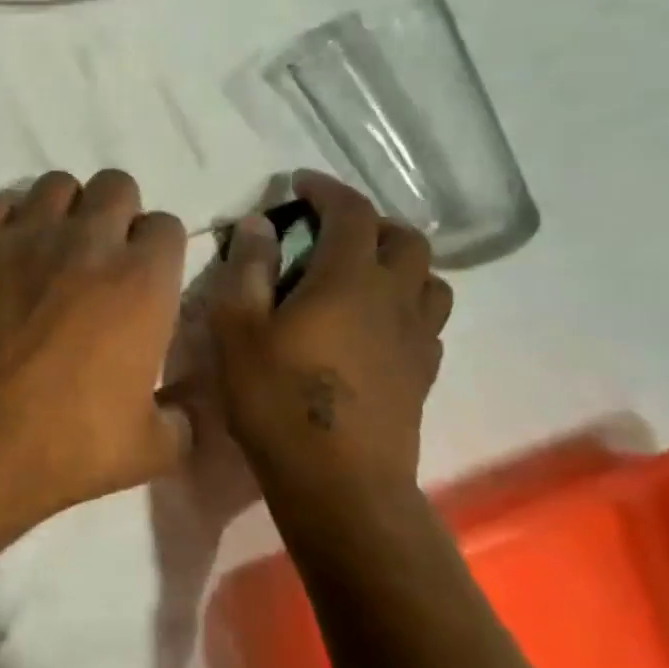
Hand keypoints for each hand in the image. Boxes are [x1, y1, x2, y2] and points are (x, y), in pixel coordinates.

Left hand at [0, 170, 191, 518]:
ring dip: (63, 209)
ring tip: (50, 247)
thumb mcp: (151, 449)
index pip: (166, 225)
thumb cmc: (68, 444)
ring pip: (57, 184)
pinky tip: (3, 253)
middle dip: (115, 213)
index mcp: (143, 280)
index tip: (144, 277)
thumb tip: (188, 410)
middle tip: (99, 256)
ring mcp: (27, 235)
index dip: (157, 248)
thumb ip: (183, 420)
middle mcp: (89, 241)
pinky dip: (7, 220)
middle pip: (116, 185)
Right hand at [208, 172, 452, 493]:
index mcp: (349, 279)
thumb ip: (248, 269)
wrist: (340, 484)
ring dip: (400, 263)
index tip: (299, 183)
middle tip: (332, 232)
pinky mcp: (425, 374)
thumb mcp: (238, 329)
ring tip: (363, 275)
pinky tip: (377, 326)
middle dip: (370, 223)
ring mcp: (419, 338)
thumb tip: (261, 223)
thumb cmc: (278, 401)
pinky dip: (407, 305)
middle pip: (406, 239)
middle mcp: (395, 298)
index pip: (352, 212)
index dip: (327, 189)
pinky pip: (429, 320)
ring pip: (430, 278)